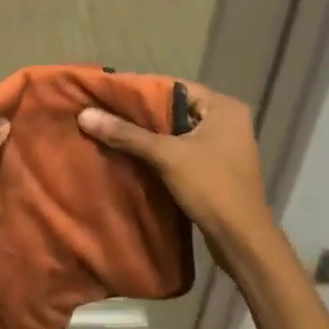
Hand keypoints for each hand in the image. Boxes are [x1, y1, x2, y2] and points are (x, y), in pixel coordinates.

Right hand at [78, 82, 275, 260]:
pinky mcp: (221, 168)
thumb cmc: (211, 187)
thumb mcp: (166, 156)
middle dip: (144, 116)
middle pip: (177, 110)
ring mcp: (227, 146)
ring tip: (117, 135)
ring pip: (180, 132)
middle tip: (109, 116)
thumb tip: (85, 115)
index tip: (110, 97)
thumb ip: (126, 134)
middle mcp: (229, 120)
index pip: (175, 87)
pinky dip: (165, 153)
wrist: (243, 241)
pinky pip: (186, 150)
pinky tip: (138, 157)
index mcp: (224, 107)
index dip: (142, 92)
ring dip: (153, 136)